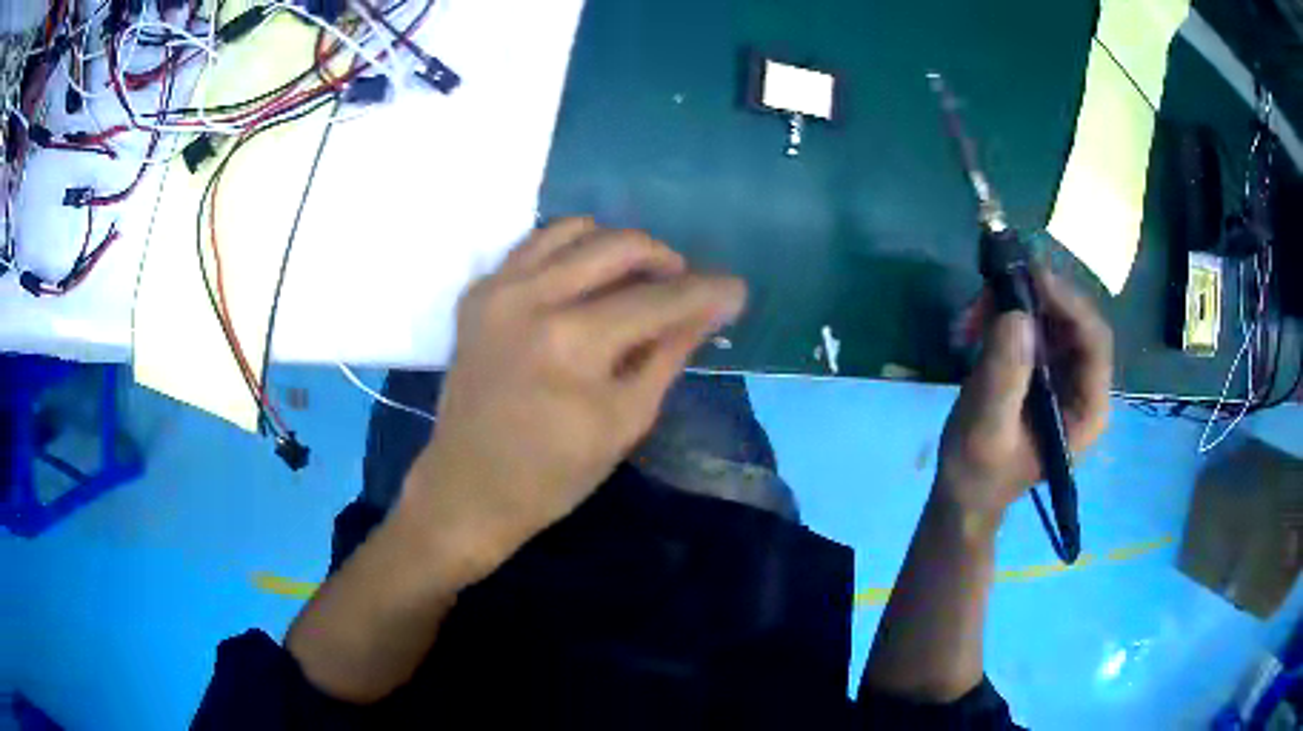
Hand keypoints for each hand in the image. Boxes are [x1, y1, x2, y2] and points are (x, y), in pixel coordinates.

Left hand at [399, 218, 746, 571]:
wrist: (468, 487)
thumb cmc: (553, 474)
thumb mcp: (626, 421)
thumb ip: (669, 353)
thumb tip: (711, 308)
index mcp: (572, 343)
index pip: (658, 300)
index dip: (707, 292)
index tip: (737, 289)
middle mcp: (530, 298)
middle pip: (618, 245)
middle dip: (665, 259)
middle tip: (683, 285)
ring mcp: (496, 289)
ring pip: (574, 230)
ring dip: (617, 246)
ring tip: (636, 278)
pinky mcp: (477, 292)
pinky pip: (534, 244)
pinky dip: (571, 249)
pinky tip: (586, 278)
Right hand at [936, 270, 1111, 518]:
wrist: (963, 492)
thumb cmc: (979, 472)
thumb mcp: (986, 429)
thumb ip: (1005, 376)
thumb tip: (1017, 315)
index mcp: (1087, 409)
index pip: (1095, 341)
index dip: (1068, 303)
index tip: (1029, 278)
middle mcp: (1084, 385)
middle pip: (1075, 320)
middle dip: (1034, 299)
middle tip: (991, 288)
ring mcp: (1064, 374)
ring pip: (1052, 316)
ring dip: (1014, 304)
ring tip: (974, 312)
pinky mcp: (1042, 368)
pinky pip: (1033, 324)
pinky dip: (1005, 315)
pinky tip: (976, 323)